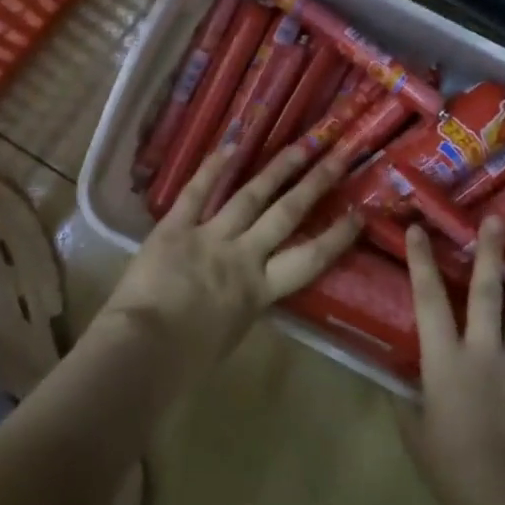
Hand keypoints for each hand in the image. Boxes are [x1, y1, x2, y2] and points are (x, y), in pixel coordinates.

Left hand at [101, 143, 362, 375]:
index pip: (310, 259)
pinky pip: (196, 193)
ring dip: (276, 170)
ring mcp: (209, 237)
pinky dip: (211, 169)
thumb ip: (245, 304)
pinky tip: (231, 145)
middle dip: (315, 185)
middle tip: (338, 157)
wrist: (144, 350)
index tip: (360, 213)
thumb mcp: (232, 334)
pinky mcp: (174, 228)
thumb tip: (249, 292)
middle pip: (286, 215)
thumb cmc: (188, 359)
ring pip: (249, 197)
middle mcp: (243, 256)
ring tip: (299, 147)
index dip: (336, 236)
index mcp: (260, 291)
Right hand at [397, 216, 504, 504]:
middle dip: (489, 253)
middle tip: (496, 220)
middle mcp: (484, 350)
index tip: (420, 229)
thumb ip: (406, 399)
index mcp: (444, 359)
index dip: (421, 262)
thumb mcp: (414, 431)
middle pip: (487, 292)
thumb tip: (399, 381)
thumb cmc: (451, 466)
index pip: (428, 299)